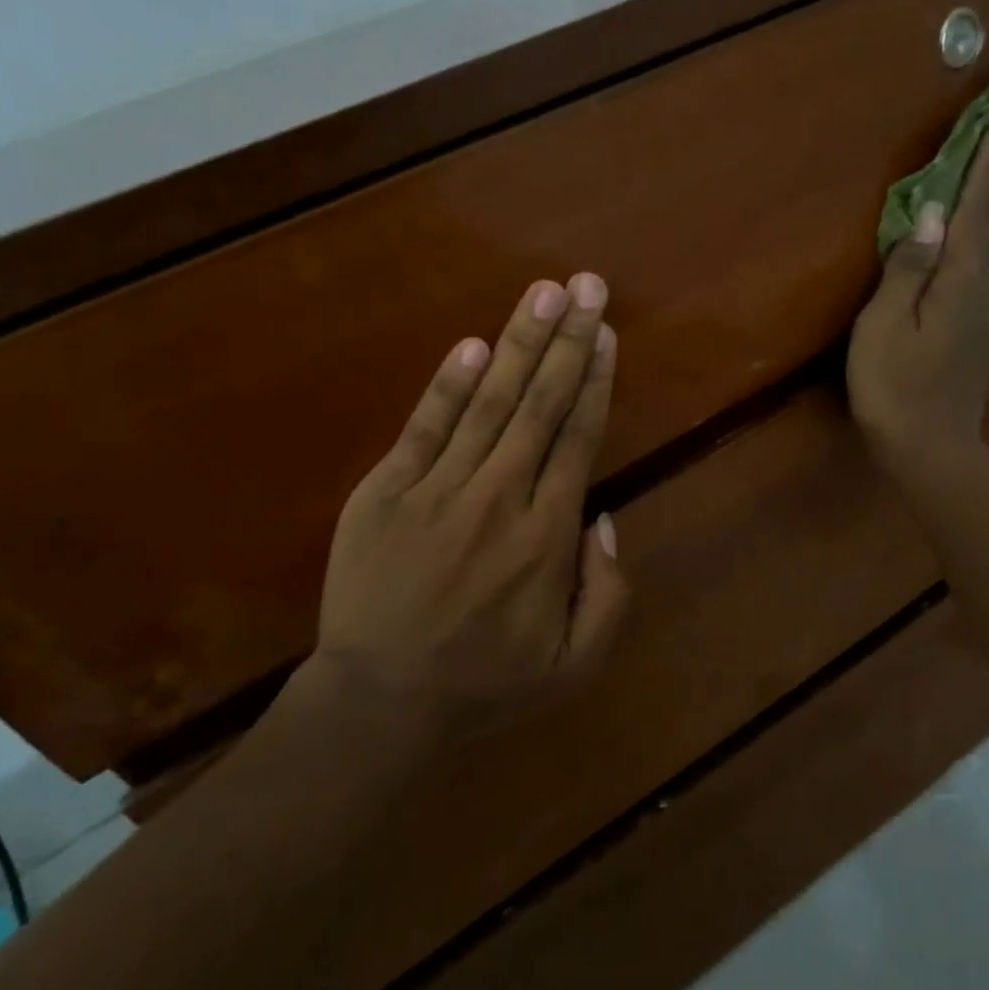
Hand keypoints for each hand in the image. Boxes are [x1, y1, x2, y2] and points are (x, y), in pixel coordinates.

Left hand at [301, 275, 627, 738]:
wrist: (380, 704)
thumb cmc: (485, 685)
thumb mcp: (574, 664)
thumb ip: (608, 592)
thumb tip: (604, 517)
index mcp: (547, 537)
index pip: (578, 439)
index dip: (594, 380)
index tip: (605, 333)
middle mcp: (500, 498)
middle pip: (541, 406)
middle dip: (567, 340)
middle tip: (586, 285)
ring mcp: (438, 490)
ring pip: (489, 403)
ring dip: (519, 343)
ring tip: (543, 292)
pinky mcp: (385, 492)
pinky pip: (424, 428)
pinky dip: (449, 384)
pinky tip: (473, 344)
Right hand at [847, 119, 988, 484]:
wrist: (928, 446)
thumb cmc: (892, 387)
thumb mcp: (883, 326)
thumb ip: (908, 269)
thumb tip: (932, 215)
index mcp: (958, 282)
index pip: (976, 213)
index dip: (986, 169)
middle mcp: (983, 289)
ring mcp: (988, 312)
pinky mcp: (985, 331)